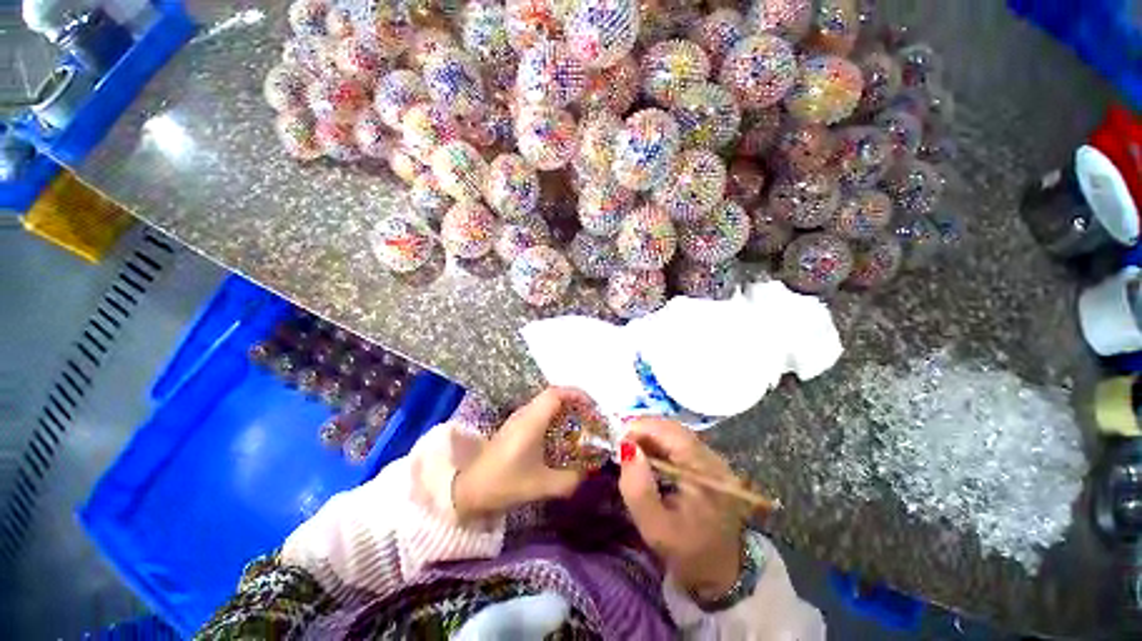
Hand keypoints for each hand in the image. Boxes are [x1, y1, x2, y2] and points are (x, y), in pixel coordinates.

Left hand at [453, 387, 589, 521]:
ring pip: (545, 403)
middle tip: (589, 416)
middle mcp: (524, 413)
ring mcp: (517, 418)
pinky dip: (554, 416)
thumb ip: (569, 480)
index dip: (576, 394)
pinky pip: (539, 412)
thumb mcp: (541, 486)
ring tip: (579, 423)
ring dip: (563, 408)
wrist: (470, 489)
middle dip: (573, 401)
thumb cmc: (504, 483)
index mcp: (531, 421)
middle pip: (552, 395)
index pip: (555, 394)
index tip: (592, 406)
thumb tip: (587, 473)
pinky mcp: (514, 426)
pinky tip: (560, 434)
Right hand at [618, 418, 743, 599]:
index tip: (618, 439)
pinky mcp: (708, 465)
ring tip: (631, 451)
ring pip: (676, 434)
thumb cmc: (686, 553)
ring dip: (651, 437)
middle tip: (621, 444)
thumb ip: (637, 489)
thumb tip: (626, 448)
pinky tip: (648, 458)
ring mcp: (713, 460)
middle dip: (644, 430)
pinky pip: (680, 444)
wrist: (720, 573)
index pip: (672, 433)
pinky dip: (660, 445)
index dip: (642, 428)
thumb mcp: (655, 528)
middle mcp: (713, 459)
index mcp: (705, 472)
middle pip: (674, 429)